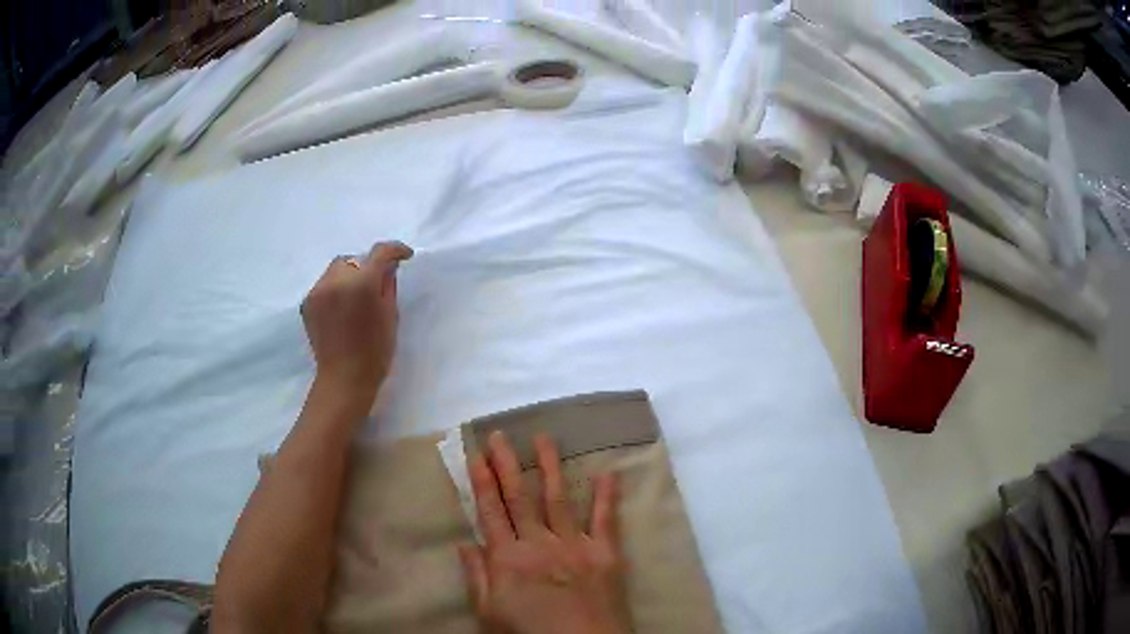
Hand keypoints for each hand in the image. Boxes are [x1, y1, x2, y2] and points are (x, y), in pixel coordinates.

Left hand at [300, 242, 412, 400]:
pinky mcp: (307, 302)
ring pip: (337, 268)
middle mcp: (336, 280)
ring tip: (357, 294)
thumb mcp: (391, 316)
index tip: (404, 255)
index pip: (380, 253)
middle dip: (367, 265)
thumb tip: (388, 267)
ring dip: (350, 275)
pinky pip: (324, 284)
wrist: (344, 379)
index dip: (395, 250)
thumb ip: (388, 285)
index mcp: (362, 284)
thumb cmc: (375, 351)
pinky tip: (342, 307)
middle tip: (377, 281)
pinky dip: (335, 288)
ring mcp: (318, 291)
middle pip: (354, 259)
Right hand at [459, 432, 631, 633]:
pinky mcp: (606, 553)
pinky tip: (606, 473)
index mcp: (508, 558)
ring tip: (543, 438)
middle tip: (500, 434)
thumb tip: (464, 543)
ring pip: (558, 498)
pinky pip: (605, 519)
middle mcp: (539, 543)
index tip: (476, 452)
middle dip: (507, 464)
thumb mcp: (490, 614)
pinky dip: (606, 496)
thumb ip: (477, 577)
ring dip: (549, 466)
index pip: (490, 511)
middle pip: (519, 497)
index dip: (482, 480)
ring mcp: (575, 545)